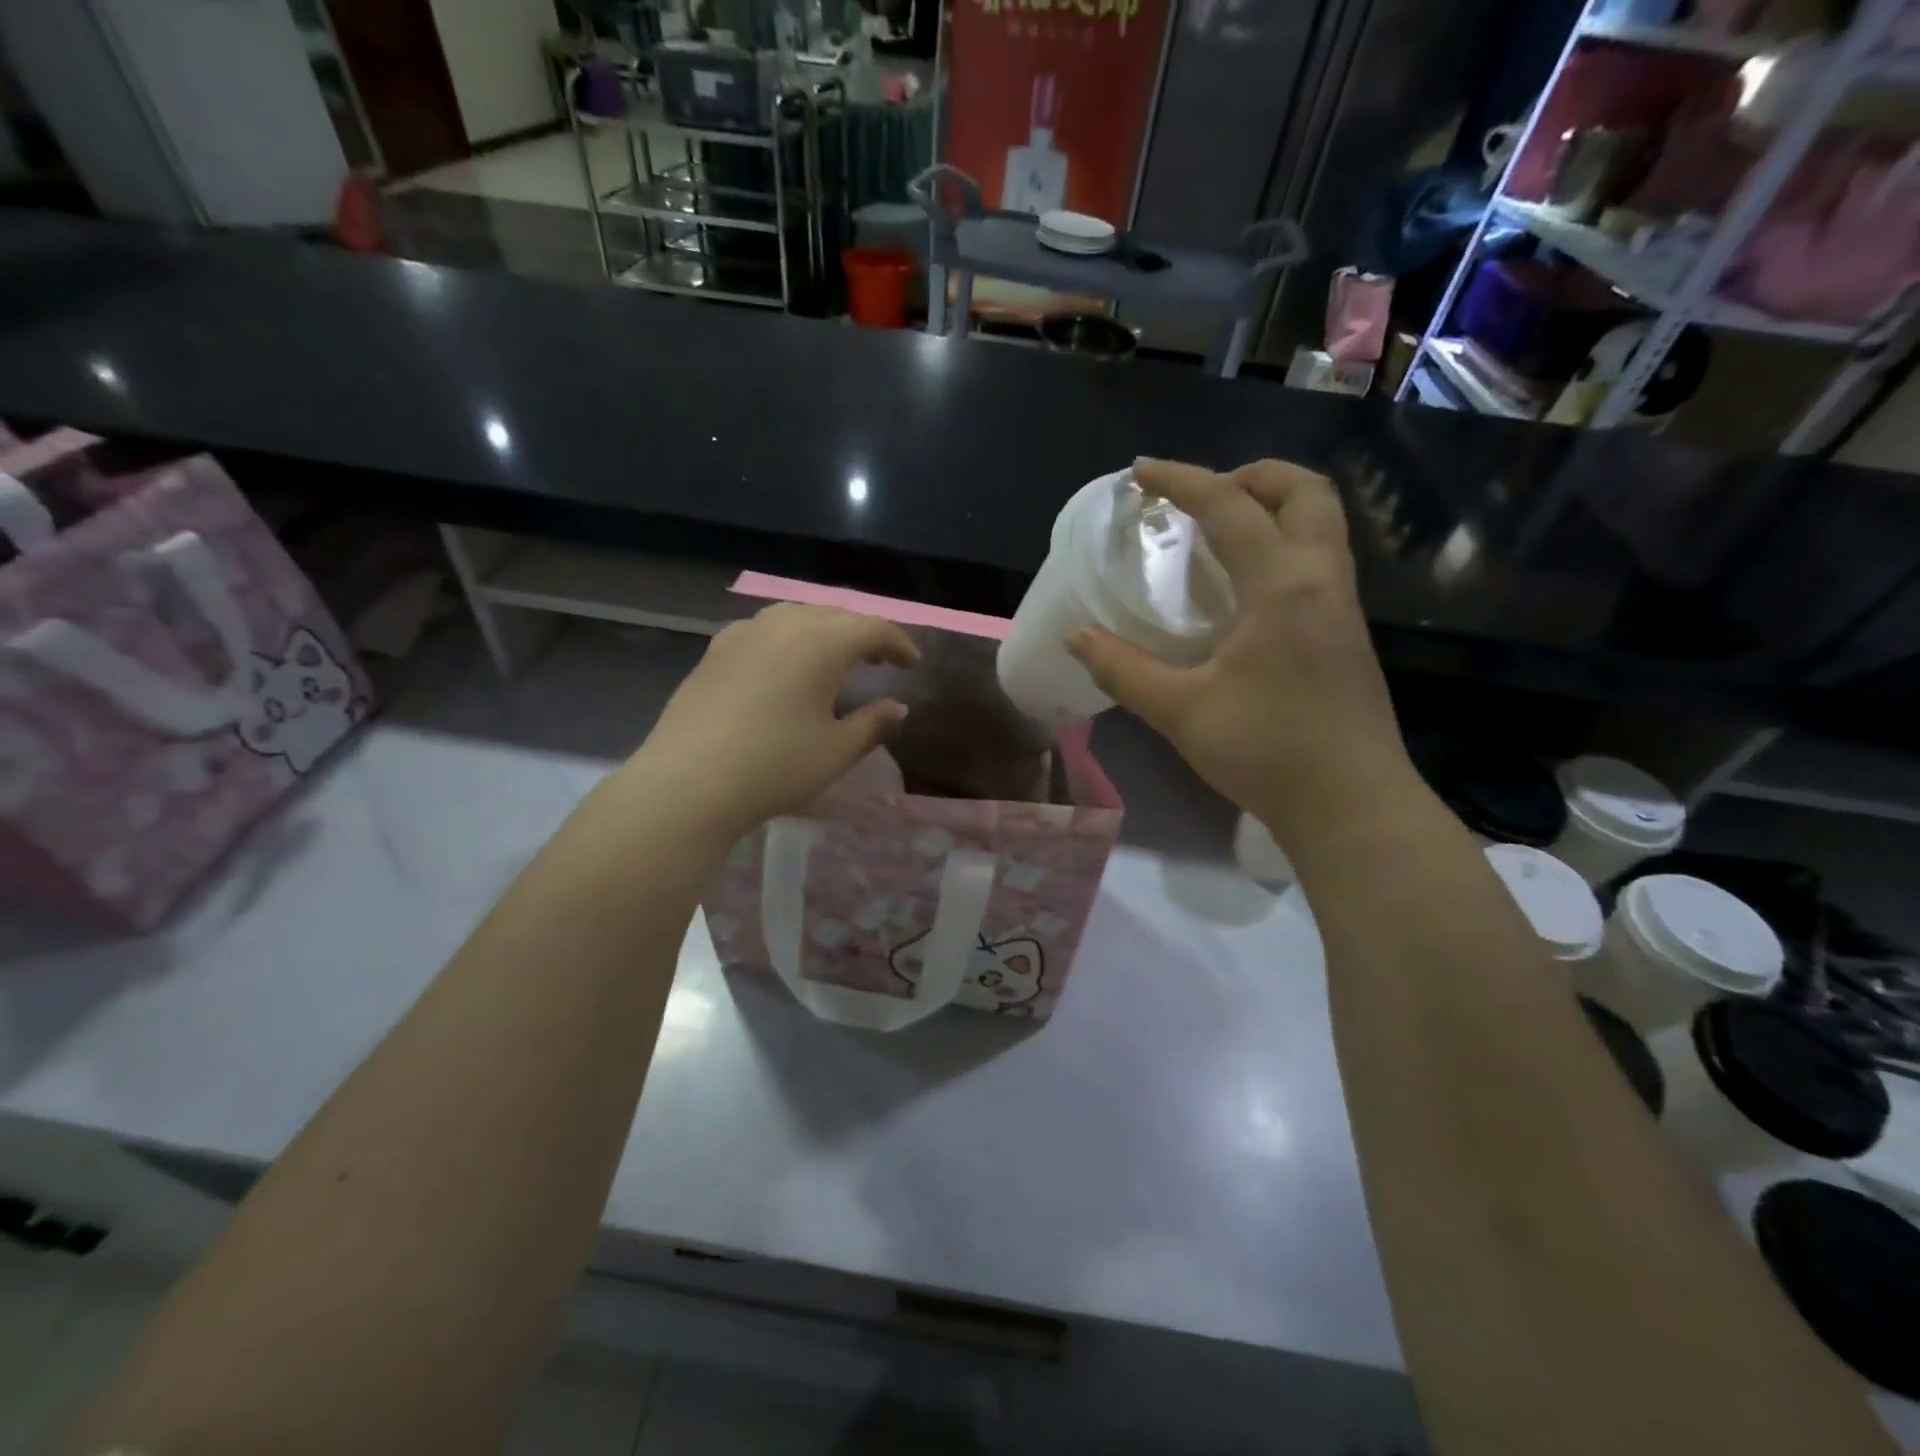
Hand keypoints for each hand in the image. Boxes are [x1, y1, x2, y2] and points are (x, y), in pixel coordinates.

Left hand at [628, 603, 918, 842]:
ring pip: (796, 615)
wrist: (689, 783)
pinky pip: (764, 629)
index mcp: (821, 643)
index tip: (912, 664)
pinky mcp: (715, 651)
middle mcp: (783, 625)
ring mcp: (744, 634)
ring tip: (835, 658)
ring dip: (824, 630)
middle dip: (863, 633)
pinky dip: (788, 637)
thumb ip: (873, 724)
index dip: (898, 643)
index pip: (872, 627)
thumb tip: (897, 708)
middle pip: (834, 614)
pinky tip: (784, 664)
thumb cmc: (775, 767)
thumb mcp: (837, 751)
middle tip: (880, 661)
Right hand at [1067, 458, 1415, 838]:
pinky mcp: (1347, 633)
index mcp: (1282, 585)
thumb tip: (1077, 637)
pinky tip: (1246, 588)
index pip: (1230, 507)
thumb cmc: (1267, 751)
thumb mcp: (1181, 711)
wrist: (1351, 805)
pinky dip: (1283, 544)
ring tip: (1219, 533)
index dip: (1182, 480)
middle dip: (1251, 476)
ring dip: (1273, 507)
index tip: (1141, 474)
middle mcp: (1321, 579)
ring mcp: (1343, 606)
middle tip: (1202, 497)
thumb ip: (1123, 669)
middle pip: (1305, 491)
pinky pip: (1320, 559)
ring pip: (1322, 523)